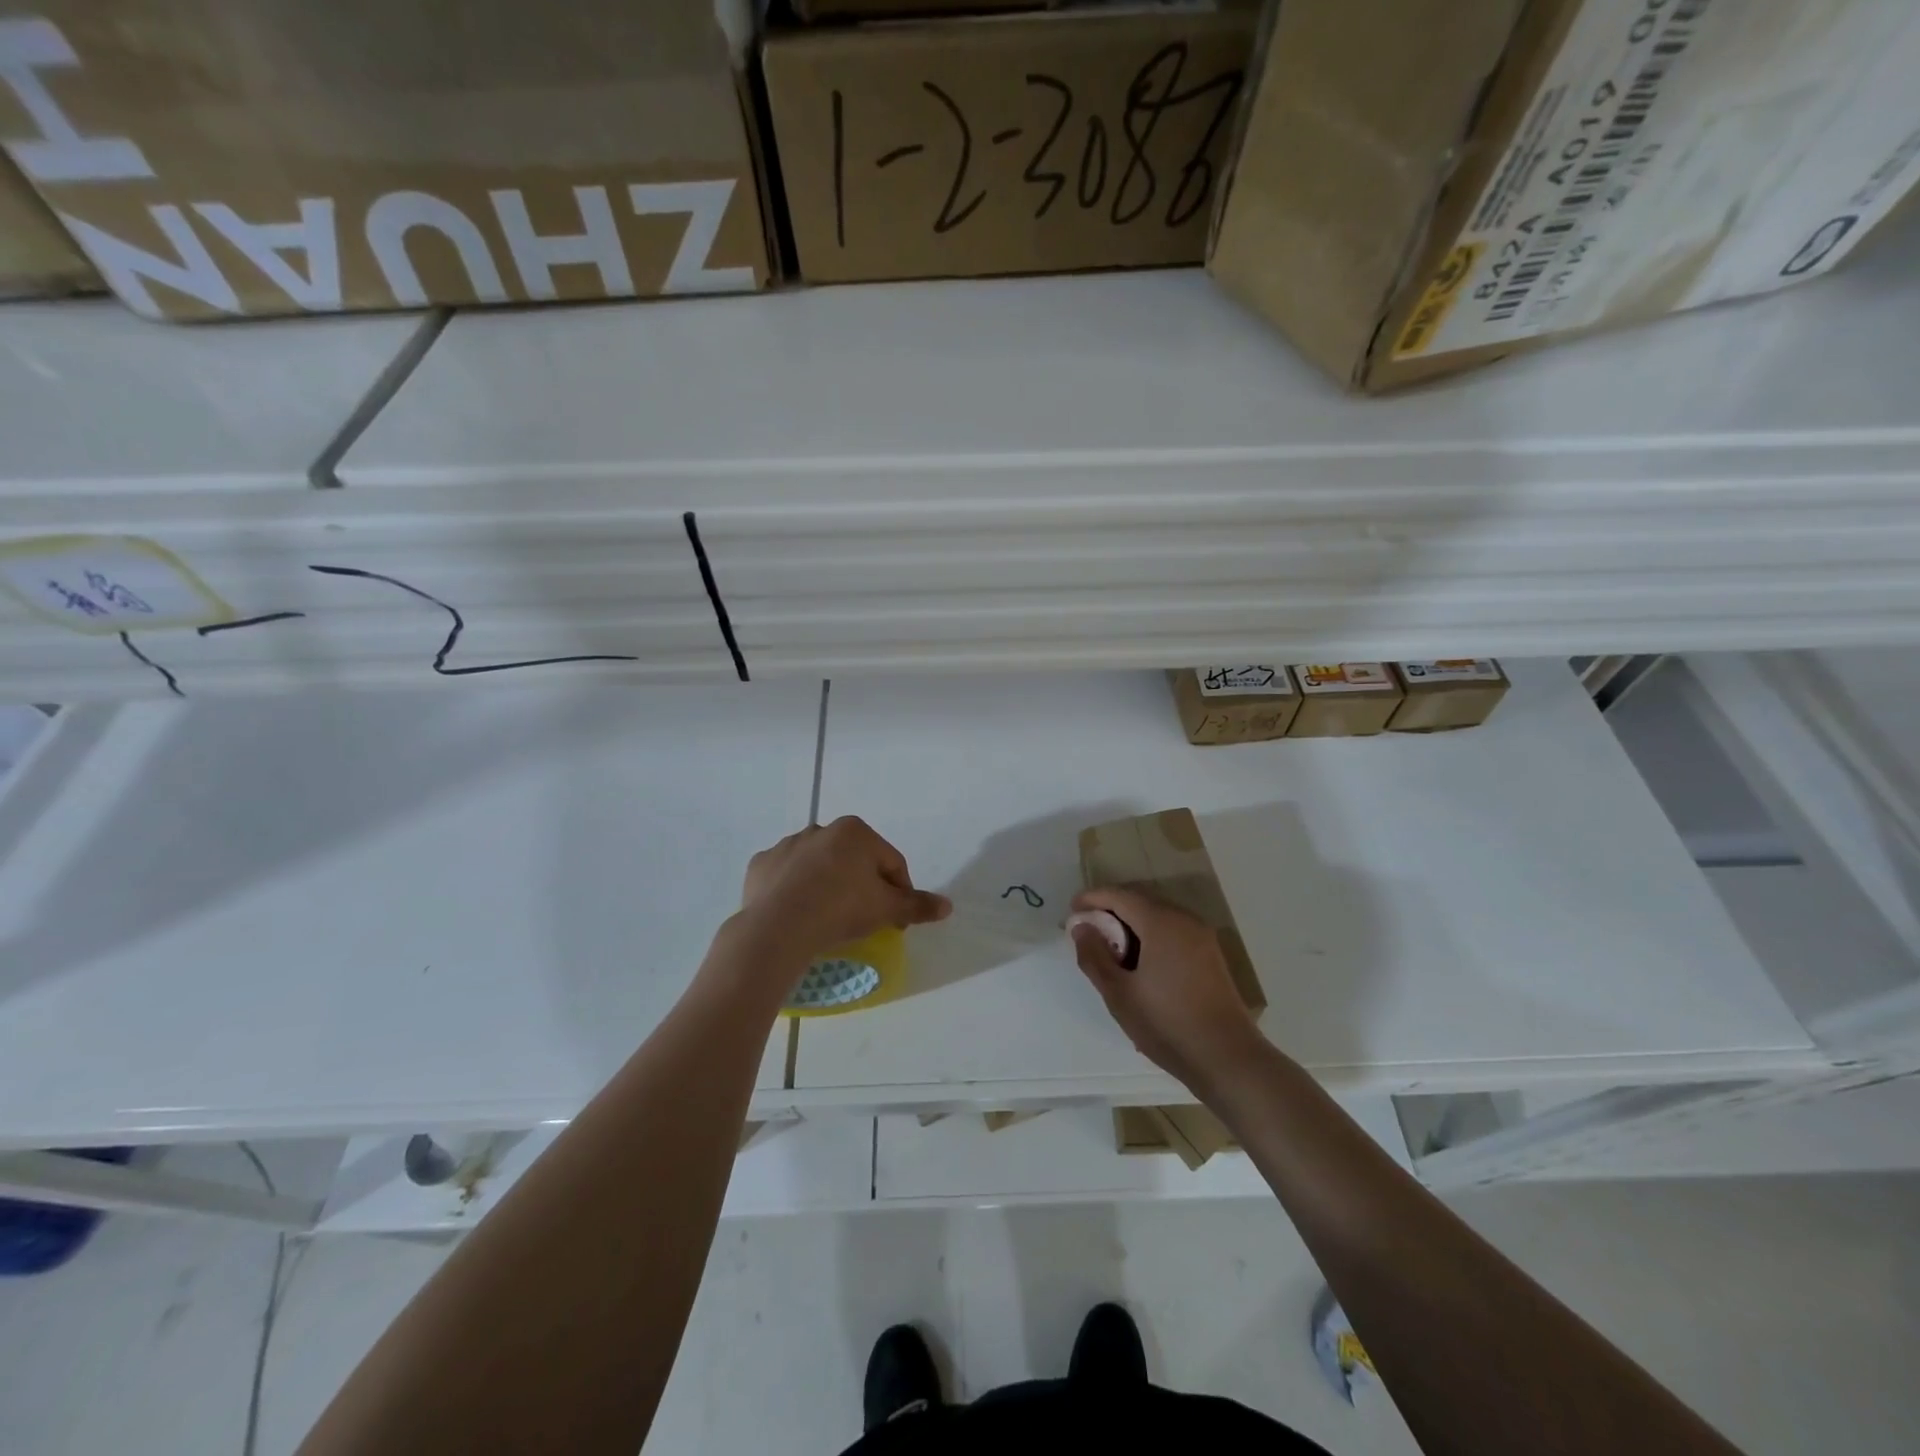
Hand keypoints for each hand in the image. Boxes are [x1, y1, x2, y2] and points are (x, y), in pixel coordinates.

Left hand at [737, 817, 950, 966]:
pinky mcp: (761, 865)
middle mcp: (821, 829)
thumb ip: (917, 905)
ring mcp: (787, 845)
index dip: (899, 891)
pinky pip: (785, 877)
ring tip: (828, 919)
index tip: (896, 919)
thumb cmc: (841, 908)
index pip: (891, 862)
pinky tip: (797, 914)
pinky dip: (793, 891)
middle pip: (853, 861)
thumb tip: (948, 905)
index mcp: (855, 832)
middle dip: (862, 885)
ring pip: (818, 867)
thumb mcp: (887, 909)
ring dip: (827, 885)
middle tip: (864, 918)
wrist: (778, 927)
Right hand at [1069, 886, 1262, 1093]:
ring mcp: (1201, 936)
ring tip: (1110, 950)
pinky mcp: (1210, 954)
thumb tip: (1081, 927)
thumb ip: (1094, 955)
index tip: (1071, 912)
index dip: (1092, 899)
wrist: (1227, 1058)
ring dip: (1131, 924)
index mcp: (1161, 922)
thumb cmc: (1166, 1023)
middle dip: (1110, 910)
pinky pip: (1172, 931)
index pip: (1119, 895)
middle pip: (1140, 900)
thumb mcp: (1118, 993)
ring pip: (1157, 916)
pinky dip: (1150, 935)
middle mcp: (1184, 919)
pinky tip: (1139, 963)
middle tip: (1088, 932)